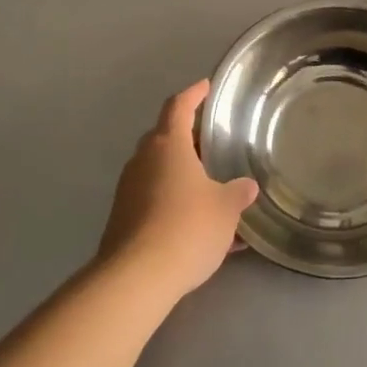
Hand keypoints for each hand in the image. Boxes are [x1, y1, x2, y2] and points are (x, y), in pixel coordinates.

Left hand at [98, 81, 258, 303]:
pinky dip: (173, 204)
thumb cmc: (186, 228)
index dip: (193, 94)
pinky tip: (197, 228)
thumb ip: (237, 193)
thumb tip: (246, 186)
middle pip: (164, 137)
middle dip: (187, 138)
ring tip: (210, 188)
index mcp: (168, 145)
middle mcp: (143, 161)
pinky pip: (152, 201)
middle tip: (211, 142)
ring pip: (157, 171)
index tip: (206, 87)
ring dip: (180, 174)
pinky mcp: (121, 221)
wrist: (135, 280)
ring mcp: (128, 191)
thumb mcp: (225, 209)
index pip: (179, 106)